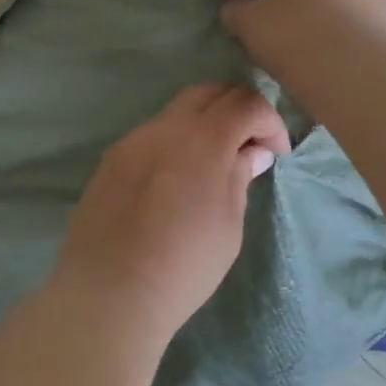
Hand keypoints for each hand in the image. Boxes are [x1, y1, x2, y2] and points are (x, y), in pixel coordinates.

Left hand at [53, 83, 289, 342]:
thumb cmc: (184, 265)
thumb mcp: (228, 225)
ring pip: (175, 111)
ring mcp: (132, 140)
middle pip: (209, 92)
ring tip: (212, 163)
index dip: (269, 121)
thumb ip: (238, 177)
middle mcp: (165, 127)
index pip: (245, 103)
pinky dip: (174, 142)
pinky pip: (150, 136)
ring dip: (203, 124)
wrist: (110, 293)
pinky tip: (174, 180)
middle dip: (237, 109)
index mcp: (203, 140)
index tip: (276, 153)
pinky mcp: (110, 160)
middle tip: (249, 143)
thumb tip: (251, 153)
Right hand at [220, 0, 385, 96]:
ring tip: (299, 43)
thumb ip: (235, 7)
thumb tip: (239, 7)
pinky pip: (355, 9)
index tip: (241, 2)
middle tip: (268, 24)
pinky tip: (328, 53)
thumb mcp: (246, 21)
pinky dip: (340, 24)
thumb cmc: (296, 34)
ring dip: (314, 6)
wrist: (361, 75)